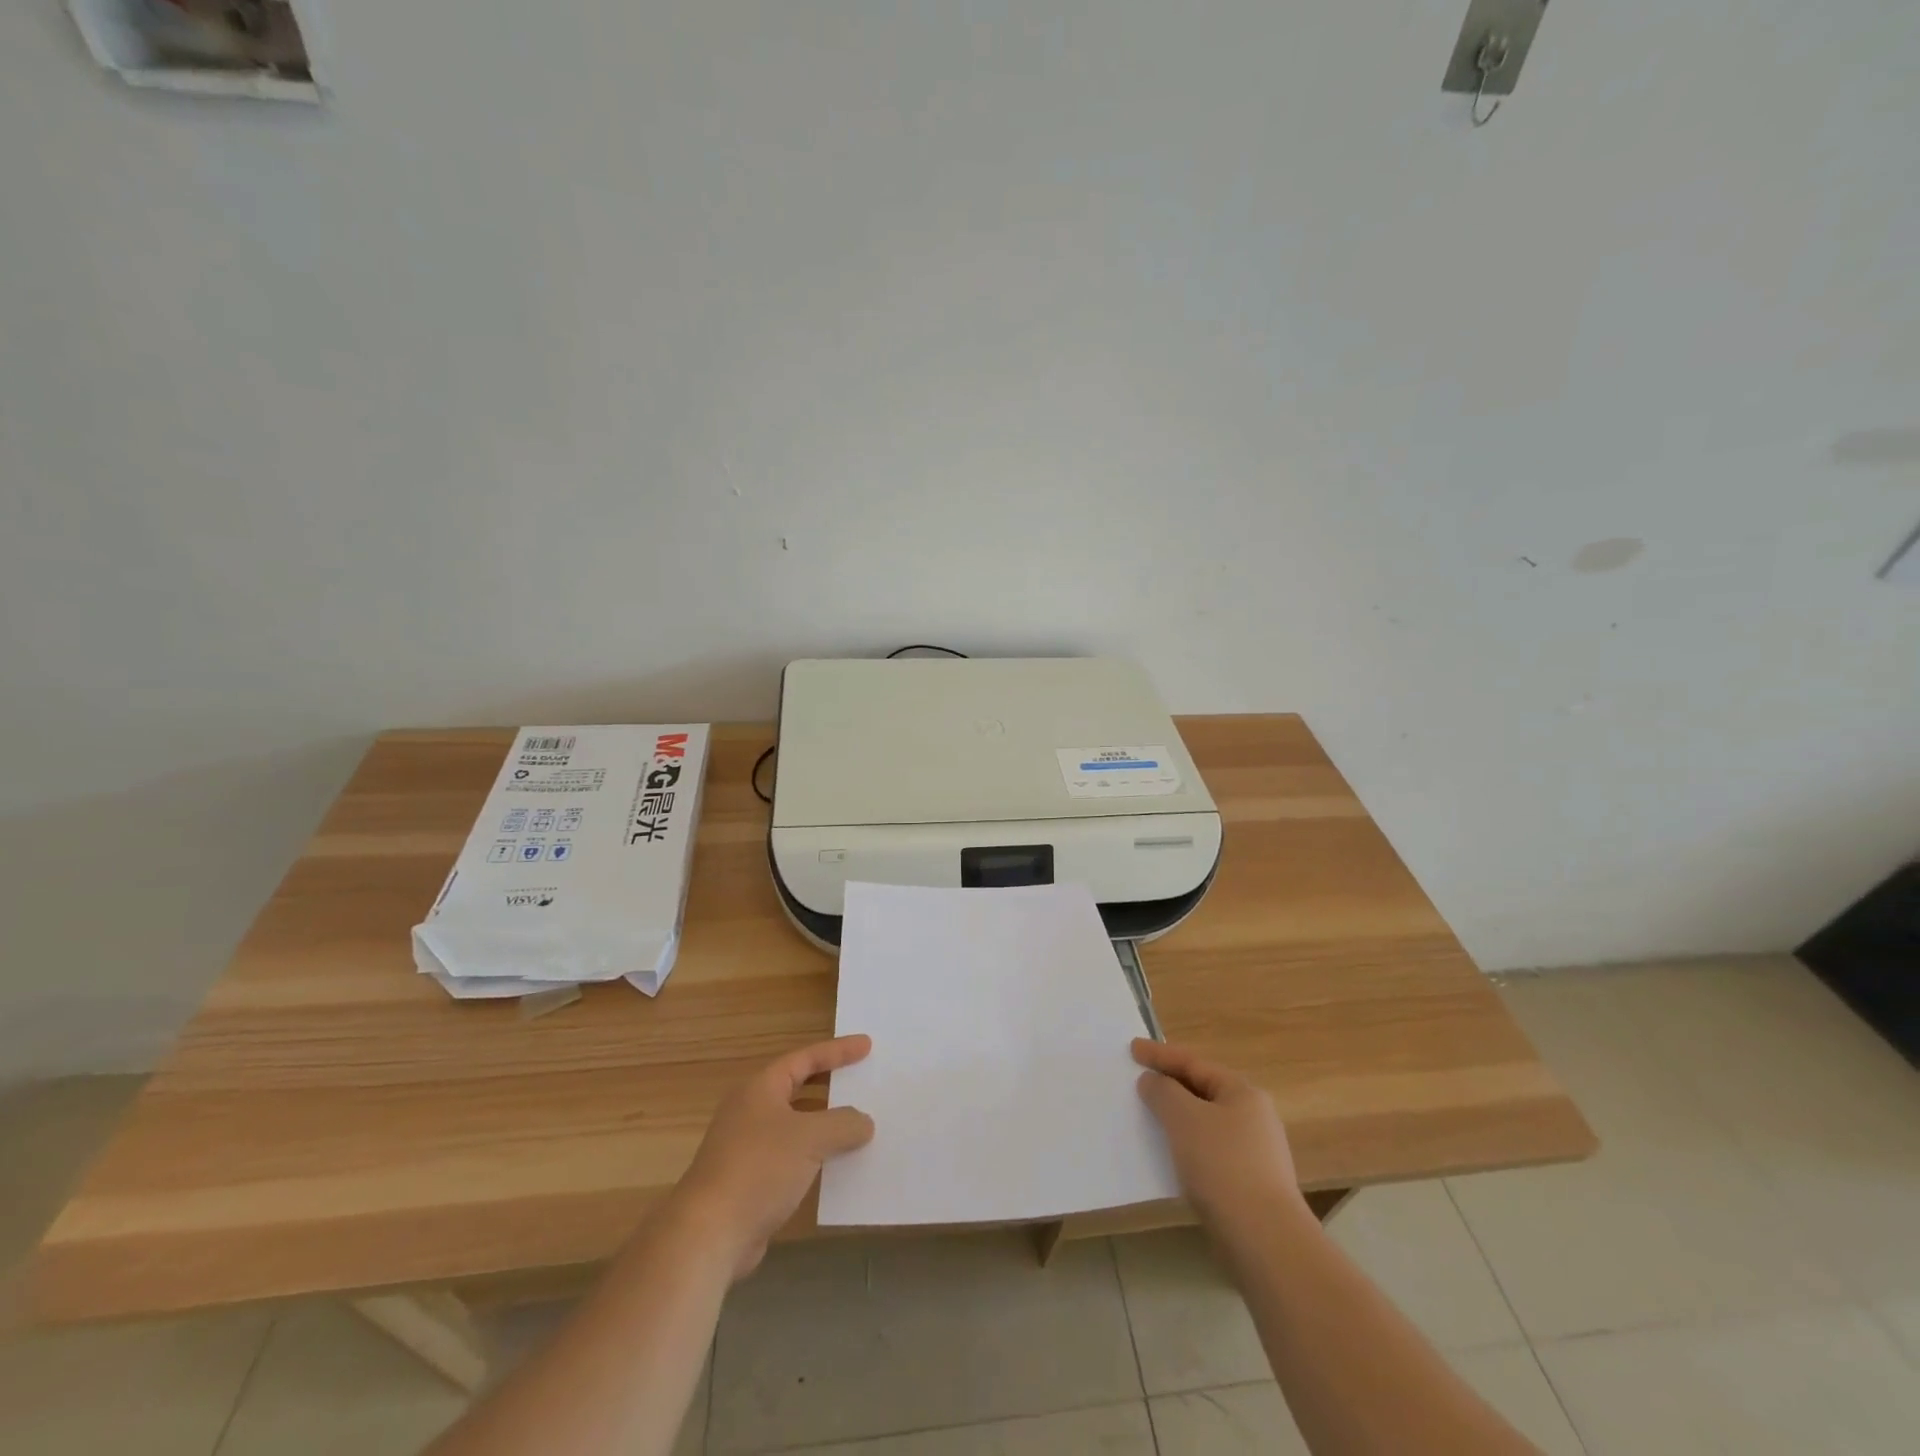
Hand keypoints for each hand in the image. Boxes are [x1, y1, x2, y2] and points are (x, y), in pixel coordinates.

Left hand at [671, 1035, 875, 1278]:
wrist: (709, 1235)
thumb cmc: (759, 1169)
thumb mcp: (809, 1138)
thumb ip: (843, 1124)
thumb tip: (864, 1122)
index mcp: (761, 1088)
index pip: (805, 1058)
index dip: (838, 1051)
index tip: (867, 1045)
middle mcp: (752, 1111)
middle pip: (799, 1088)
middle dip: (831, 1085)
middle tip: (862, 1080)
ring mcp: (748, 1147)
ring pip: (796, 1125)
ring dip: (825, 1125)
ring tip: (859, 1125)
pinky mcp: (751, 1181)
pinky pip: (792, 1157)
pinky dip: (815, 1156)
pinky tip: (838, 1167)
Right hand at [1133, 1039, 1304, 1231]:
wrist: (1265, 1242)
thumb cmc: (1223, 1167)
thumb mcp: (1184, 1118)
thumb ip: (1163, 1092)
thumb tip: (1152, 1081)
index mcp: (1243, 1093)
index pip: (1194, 1063)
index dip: (1160, 1054)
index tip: (1132, 1048)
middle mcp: (1254, 1117)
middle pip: (1202, 1090)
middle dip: (1170, 1085)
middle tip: (1139, 1081)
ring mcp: (1254, 1153)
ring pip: (1205, 1123)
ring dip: (1176, 1118)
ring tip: (1148, 1118)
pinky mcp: (1248, 1185)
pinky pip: (1208, 1151)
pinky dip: (1186, 1146)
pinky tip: (1169, 1158)